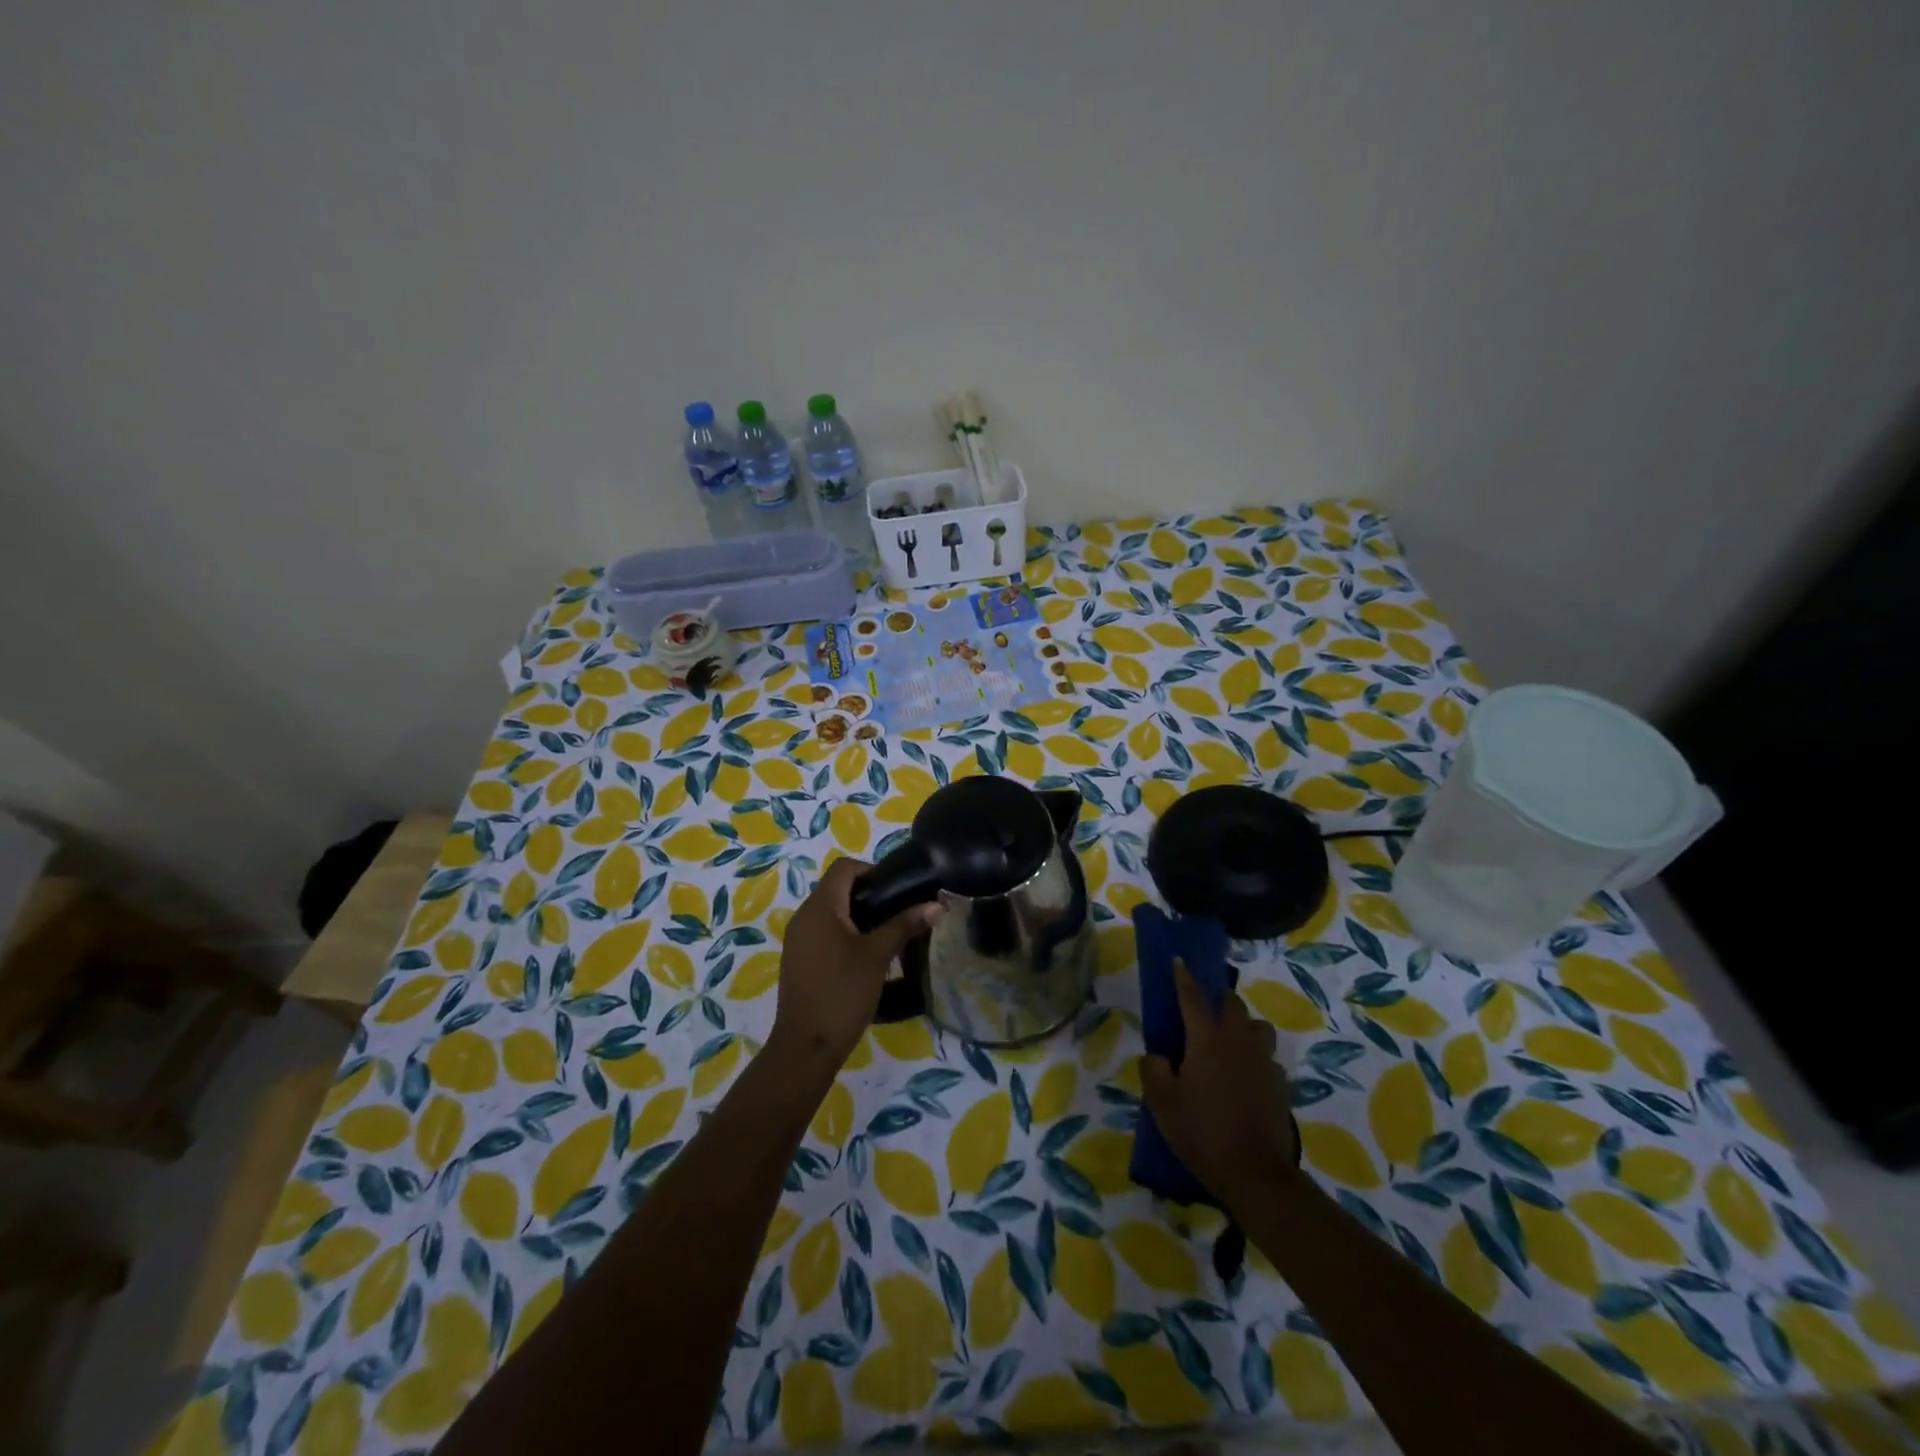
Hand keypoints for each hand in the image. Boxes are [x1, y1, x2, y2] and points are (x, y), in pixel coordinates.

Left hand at [770, 857, 940, 1068]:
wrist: (806, 1046)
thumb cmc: (843, 992)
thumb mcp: (878, 956)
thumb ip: (905, 925)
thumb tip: (936, 905)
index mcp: (820, 906)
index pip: (844, 867)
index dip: (872, 871)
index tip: (897, 892)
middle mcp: (803, 916)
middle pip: (838, 889)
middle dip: (870, 897)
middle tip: (899, 915)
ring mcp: (798, 940)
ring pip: (831, 913)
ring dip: (859, 919)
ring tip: (888, 939)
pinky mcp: (798, 961)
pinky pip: (823, 934)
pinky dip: (845, 936)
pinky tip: (865, 960)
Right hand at [1141, 960, 1299, 1207]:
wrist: (1255, 1174)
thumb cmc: (1202, 1132)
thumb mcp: (1161, 1102)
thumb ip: (1154, 1070)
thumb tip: (1159, 1056)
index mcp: (1207, 1040)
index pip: (1193, 998)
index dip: (1184, 977)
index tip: (1179, 960)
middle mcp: (1238, 1042)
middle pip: (1233, 1005)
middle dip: (1220, 1000)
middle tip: (1206, 1012)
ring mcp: (1264, 1063)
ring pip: (1259, 1027)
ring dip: (1245, 1026)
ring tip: (1231, 1043)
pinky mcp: (1281, 1086)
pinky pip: (1270, 1060)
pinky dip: (1258, 1060)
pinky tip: (1248, 1079)